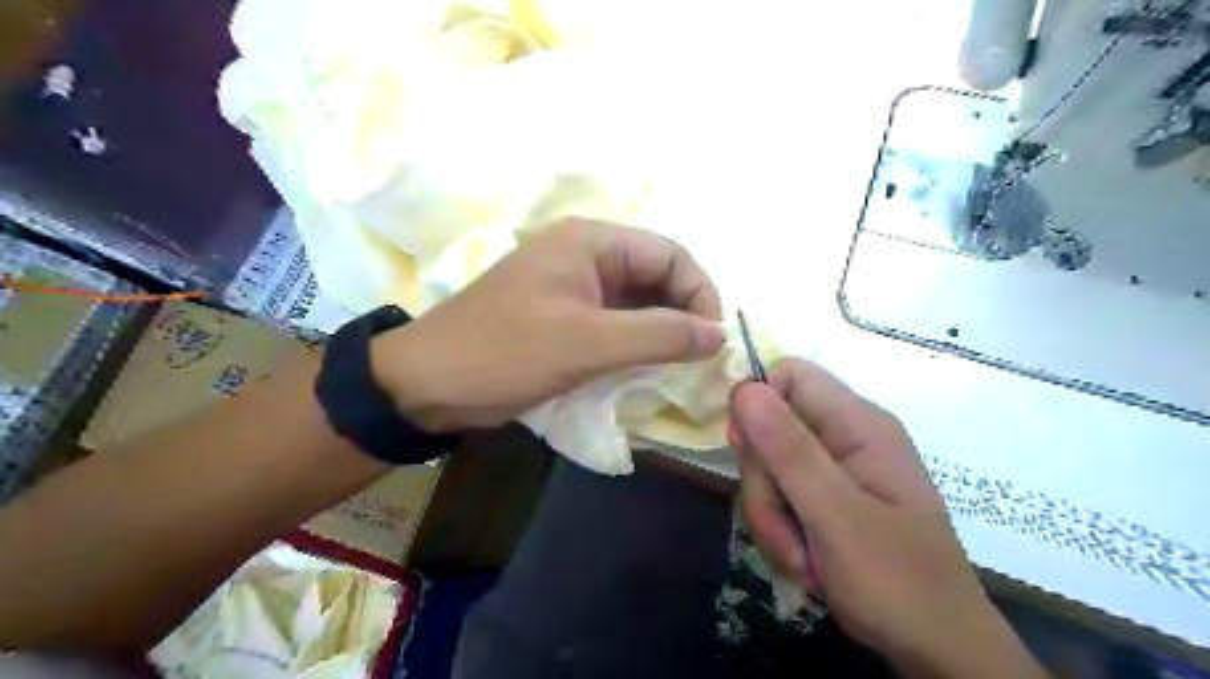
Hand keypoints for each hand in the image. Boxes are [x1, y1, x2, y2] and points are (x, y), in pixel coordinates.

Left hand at [373, 218, 720, 427]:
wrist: (427, 384)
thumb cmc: (505, 353)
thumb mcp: (587, 344)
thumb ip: (658, 335)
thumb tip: (718, 334)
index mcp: (590, 242)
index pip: (670, 255)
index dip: (700, 293)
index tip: (713, 340)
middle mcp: (586, 255)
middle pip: (656, 276)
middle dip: (683, 314)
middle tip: (700, 359)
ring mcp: (574, 287)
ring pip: (638, 302)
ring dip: (662, 332)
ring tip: (680, 368)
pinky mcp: (565, 316)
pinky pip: (616, 323)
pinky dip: (637, 343)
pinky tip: (648, 369)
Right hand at [728, 357, 1049, 676]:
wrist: (937, 650)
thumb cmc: (896, 581)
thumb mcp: (836, 515)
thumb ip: (789, 450)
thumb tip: (745, 388)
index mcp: (858, 424)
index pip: (790, 375)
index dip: (757, 403)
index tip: (743, 449)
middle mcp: (845, 437)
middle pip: (770, 427)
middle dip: (764, 480)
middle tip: (781, 526)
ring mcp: (835, 470)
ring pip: (769, 467)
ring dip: (769, 514)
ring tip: (799, 556)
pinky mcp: (827, 499)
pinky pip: (780, 495)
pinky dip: (779, 529)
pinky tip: (802, 560)